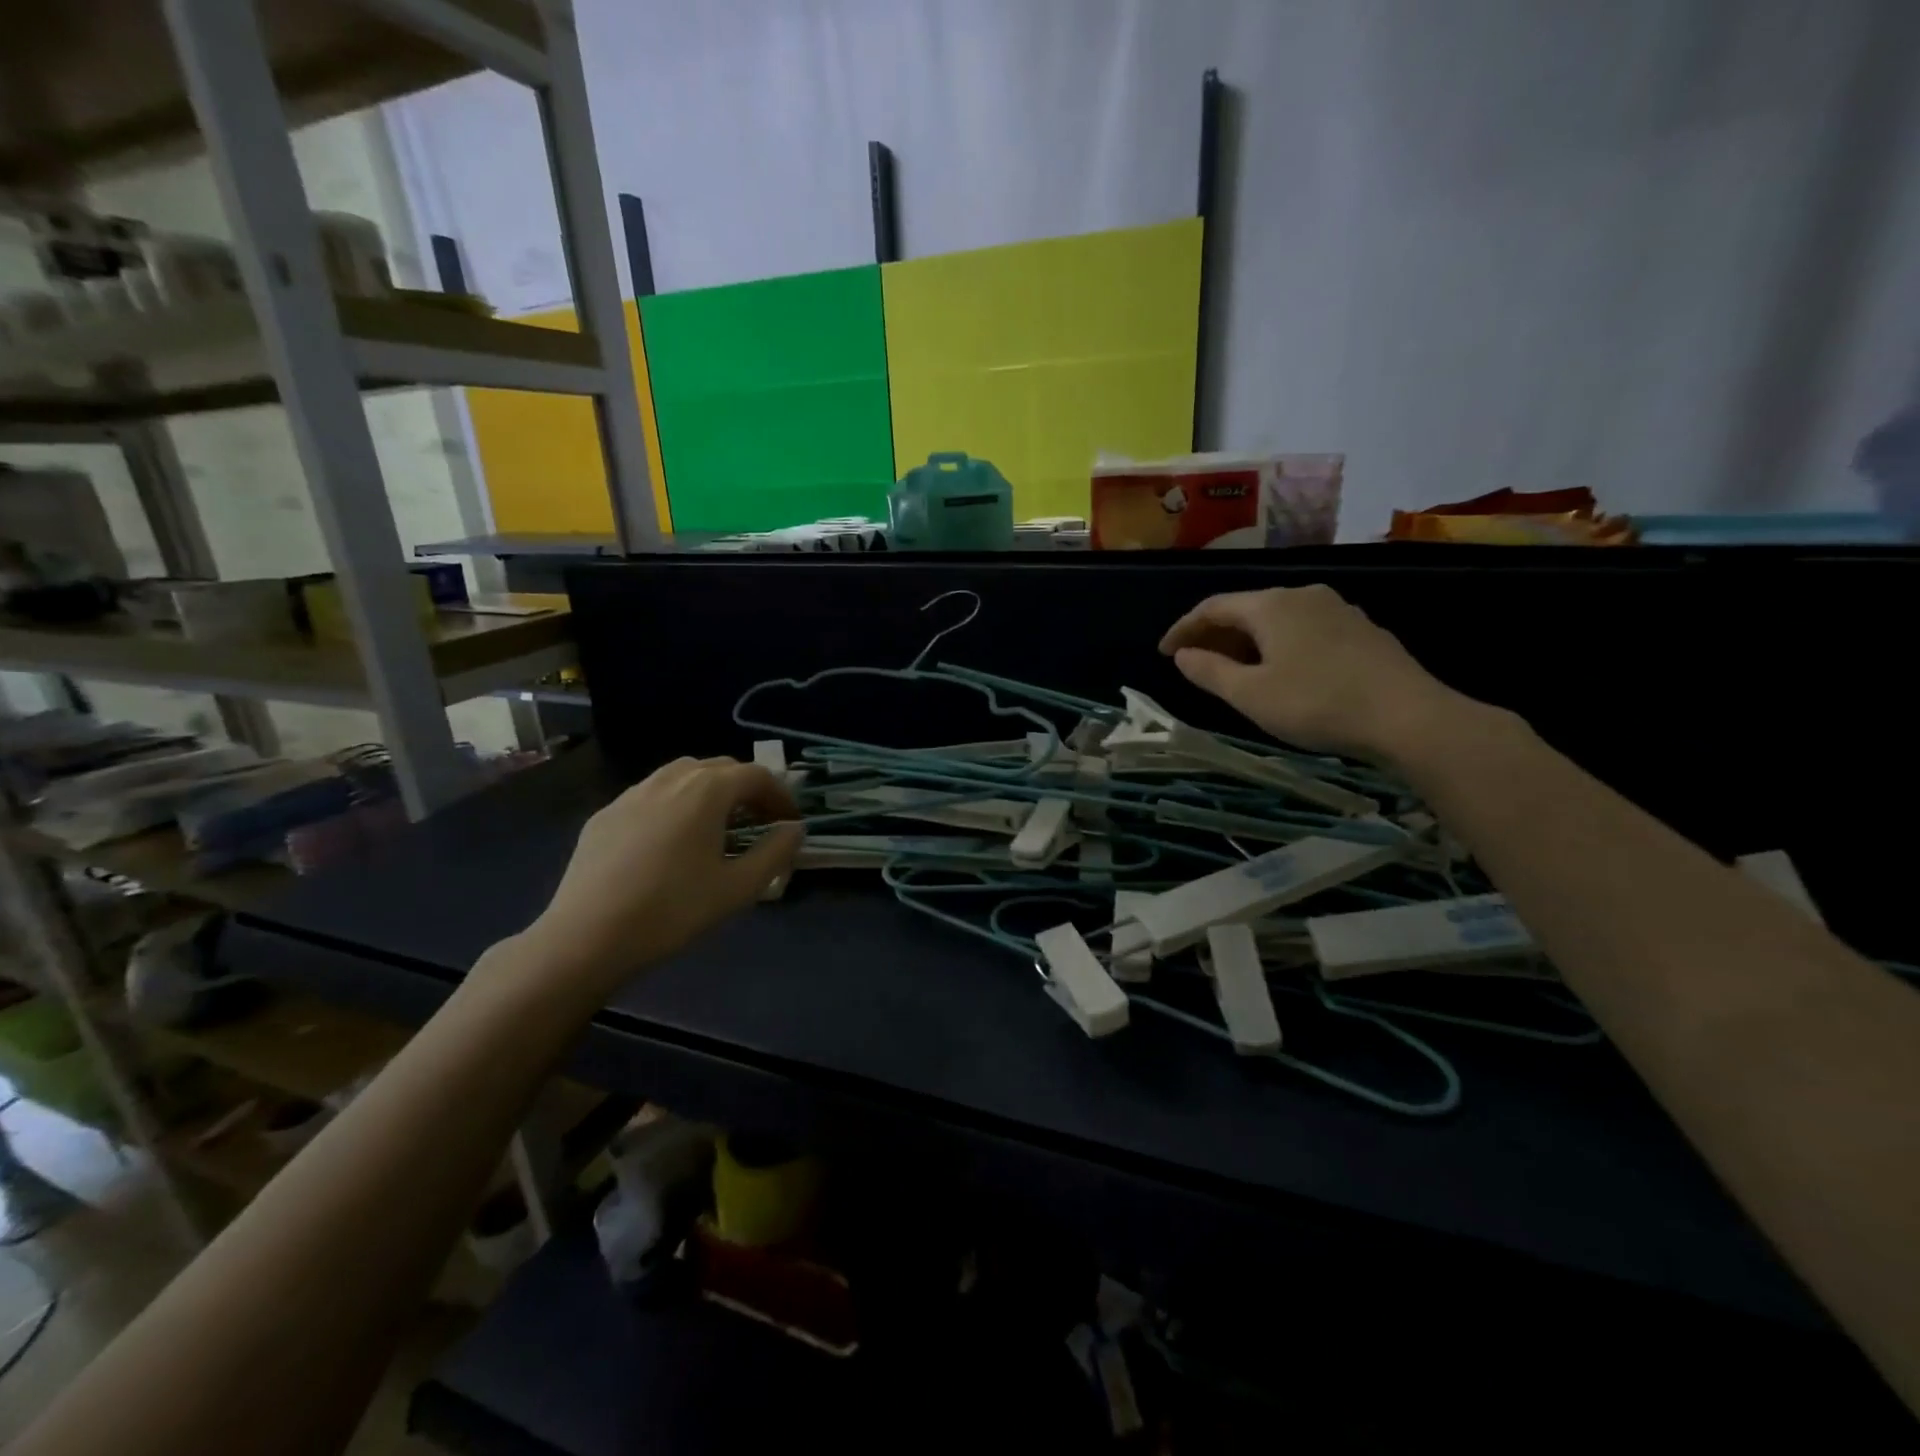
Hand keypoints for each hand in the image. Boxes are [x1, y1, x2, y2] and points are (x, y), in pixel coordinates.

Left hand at [517, 757, 801, 1002]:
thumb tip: (794, 829)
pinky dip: (675, 805)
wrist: (586, 937)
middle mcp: (670, 779)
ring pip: (682, 776)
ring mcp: (633, 793)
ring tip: (717, 827)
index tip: (790, 823)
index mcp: (707, 790)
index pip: (756, 775)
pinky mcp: (605, 814)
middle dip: (746, 790)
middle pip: (720, 768)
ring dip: (710, 792)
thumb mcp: (739, 887)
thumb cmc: (673, 910)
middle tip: (759, 824)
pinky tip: (671, 842)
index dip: (780, 795)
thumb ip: (775, 852)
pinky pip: (652, 796)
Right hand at [1159, 585, 1468, 761]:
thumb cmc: (1317, 703)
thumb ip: (1210, 672)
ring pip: (1277, 619)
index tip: (1164, 653)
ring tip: (1233, 671)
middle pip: (1246, 609)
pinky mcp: (1360, 629)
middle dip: (1215, 635)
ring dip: (1247, 641)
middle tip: (1194, 664)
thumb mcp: (1250, 695)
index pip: (1213, 607)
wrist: (1408, 716)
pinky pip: (1303, 629)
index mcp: (1271, 605)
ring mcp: (1337, 609)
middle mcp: (1302, 595)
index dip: (1183, 629)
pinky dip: (1278, 645)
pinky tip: (1280, 671)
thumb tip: (1183, 655)